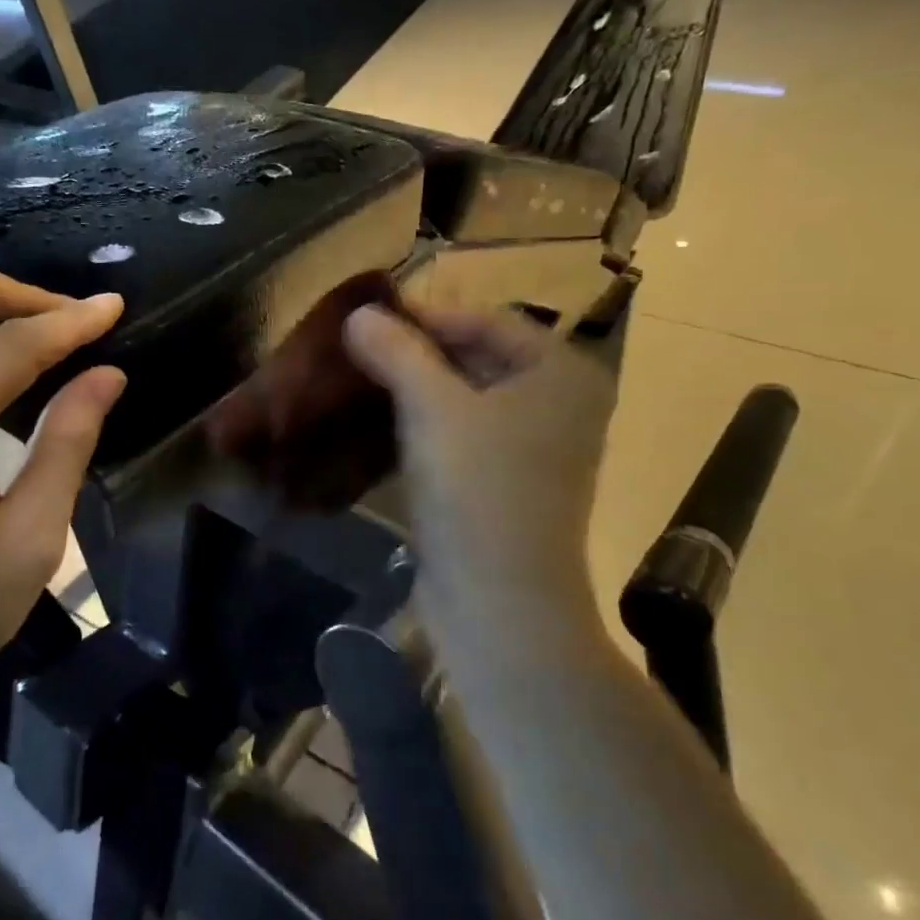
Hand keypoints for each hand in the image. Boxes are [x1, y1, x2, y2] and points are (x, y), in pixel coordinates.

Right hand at [343, 303, 623, 636]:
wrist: (500, 605)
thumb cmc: (477, 489)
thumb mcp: (433, 407)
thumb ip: (397, 351)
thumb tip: (358, 313)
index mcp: (562, 373)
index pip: (487, 321)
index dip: (426, 316)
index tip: (368, 320)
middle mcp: (560, 404)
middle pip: (479, 357)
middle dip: (418, 353)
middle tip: (360, 350)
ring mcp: (537, 448)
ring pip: (468, 398)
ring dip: (418, 389)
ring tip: (363, 381)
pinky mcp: (510, 483)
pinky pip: (465, 434)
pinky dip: (428, 425)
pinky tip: (383, 424)